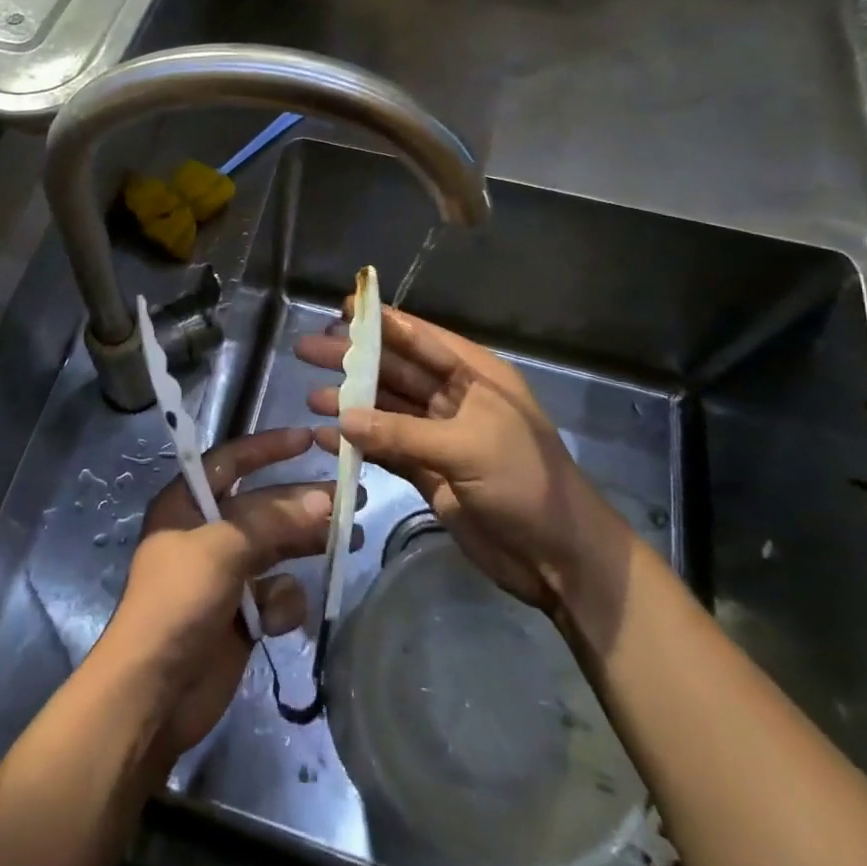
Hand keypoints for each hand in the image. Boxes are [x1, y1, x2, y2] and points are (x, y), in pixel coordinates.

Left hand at [96, 427, 331, 759]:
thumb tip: (324, 499)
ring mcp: (225, 574)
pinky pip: (275, 593)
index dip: (267, 447)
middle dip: (303, 500)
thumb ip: (274, 521)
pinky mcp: (242, 614)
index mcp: (187, 504)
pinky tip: (279, 619)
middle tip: (351, 495)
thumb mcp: (222, 549)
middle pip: (263, 505)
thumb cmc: (178, 602)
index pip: (230, 460)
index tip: (307, 438)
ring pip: (277, 547)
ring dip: (307, 545)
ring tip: (351, 539)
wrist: (153, 695)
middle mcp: (207, 532)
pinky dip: (283, 602)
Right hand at [296, 306, 629, 616]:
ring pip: (386, 410)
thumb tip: (341, 418)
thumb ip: (401, 433)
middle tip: (307, 349)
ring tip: (310, 396)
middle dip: (353, 360)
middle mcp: (454, 399)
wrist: (559, 558)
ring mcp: (439, 437)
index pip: (420, 339)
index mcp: (475, 377)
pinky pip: (385, 449)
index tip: (340, 307)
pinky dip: (357, 443)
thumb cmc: (524, 484)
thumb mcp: (466, 448)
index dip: (381, 322)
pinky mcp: (428, 472)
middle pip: (395, 371)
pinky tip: (326, 438)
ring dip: (350, 403)